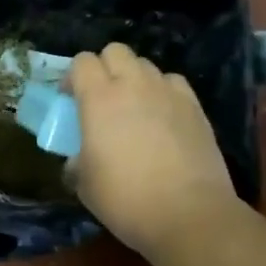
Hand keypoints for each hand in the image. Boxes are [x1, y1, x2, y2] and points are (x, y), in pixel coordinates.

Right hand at [65, 43, 239, 258]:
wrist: (188, 214)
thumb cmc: (125, 198)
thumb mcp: (83, 183)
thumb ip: (76, 160)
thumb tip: (78, 159)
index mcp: (99, 99)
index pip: (81, 62)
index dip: (73, 77)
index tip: (70, 99)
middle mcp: (133, 85)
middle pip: (115, 51)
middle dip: (105, 67)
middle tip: (101, 97)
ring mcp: (168, 93)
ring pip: (146, 65)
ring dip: (135, 79)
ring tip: (134, 106)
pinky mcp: (195, 107)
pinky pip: (173, 83)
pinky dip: (163, 91)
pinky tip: (163, 116)